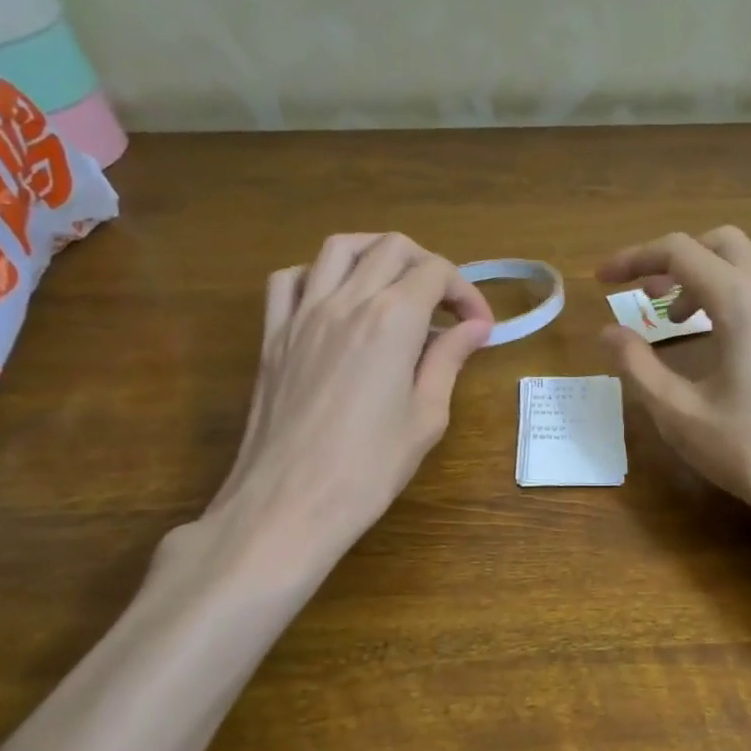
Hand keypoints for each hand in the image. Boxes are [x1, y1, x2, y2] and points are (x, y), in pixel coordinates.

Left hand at [179, 233, 492, 587]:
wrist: (288, 504)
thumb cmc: (369, 468)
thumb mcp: (426, 416)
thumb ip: (448, 360)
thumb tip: (475, 327)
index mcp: (392, 320)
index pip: (436, 272)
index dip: (467, 291)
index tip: (479, 325)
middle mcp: (345, 301)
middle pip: (391, 247)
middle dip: (427, 265)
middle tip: (444, 305)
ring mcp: (301, 314)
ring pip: (338, 248)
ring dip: (374, 254)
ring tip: (394, 285)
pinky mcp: (271, 335)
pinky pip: (289, 279)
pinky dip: (318, 274)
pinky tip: (335, 301)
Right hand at [597, 226, 750, 531]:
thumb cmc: (750, 450)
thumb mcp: (679, 412)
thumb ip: (637, 365)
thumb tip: (609, 332)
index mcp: (741, 301)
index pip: (679, 251)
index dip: (634, 258)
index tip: (602, 280)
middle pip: (719, 243)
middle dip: (674, 259)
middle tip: (644, 295)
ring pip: (746, 265)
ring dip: (704, 277)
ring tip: (674, 319)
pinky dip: (730, 295)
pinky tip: (715, 339)